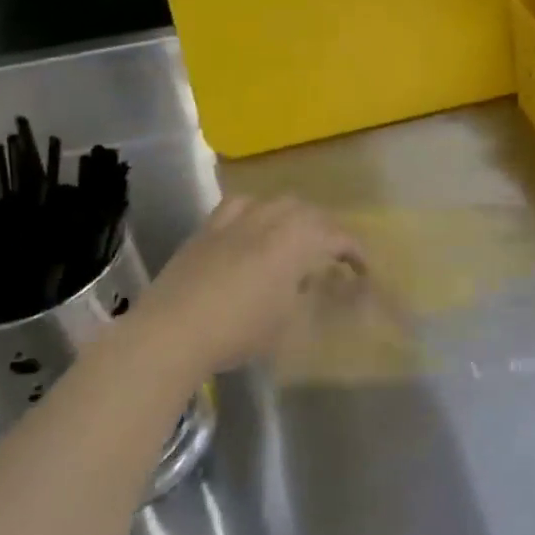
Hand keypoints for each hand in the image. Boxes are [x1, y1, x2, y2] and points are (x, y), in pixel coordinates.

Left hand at [109, 196, 362, 378]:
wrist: (171, 332)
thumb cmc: (239, 330)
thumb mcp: (288, 322)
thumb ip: (309, 296)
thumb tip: (318, 286)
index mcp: (297, 240)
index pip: (338, 237)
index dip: (356, 253)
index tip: (363, 271)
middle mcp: (271, 219)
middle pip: (309, 212)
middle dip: (326, 230)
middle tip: (332, 254)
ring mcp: (236, 220)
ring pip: (276, 202)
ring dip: (294, 216)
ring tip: (296, 237)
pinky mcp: (208, 228)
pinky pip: (239, 206)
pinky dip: (256, 212)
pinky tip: (253, 227)